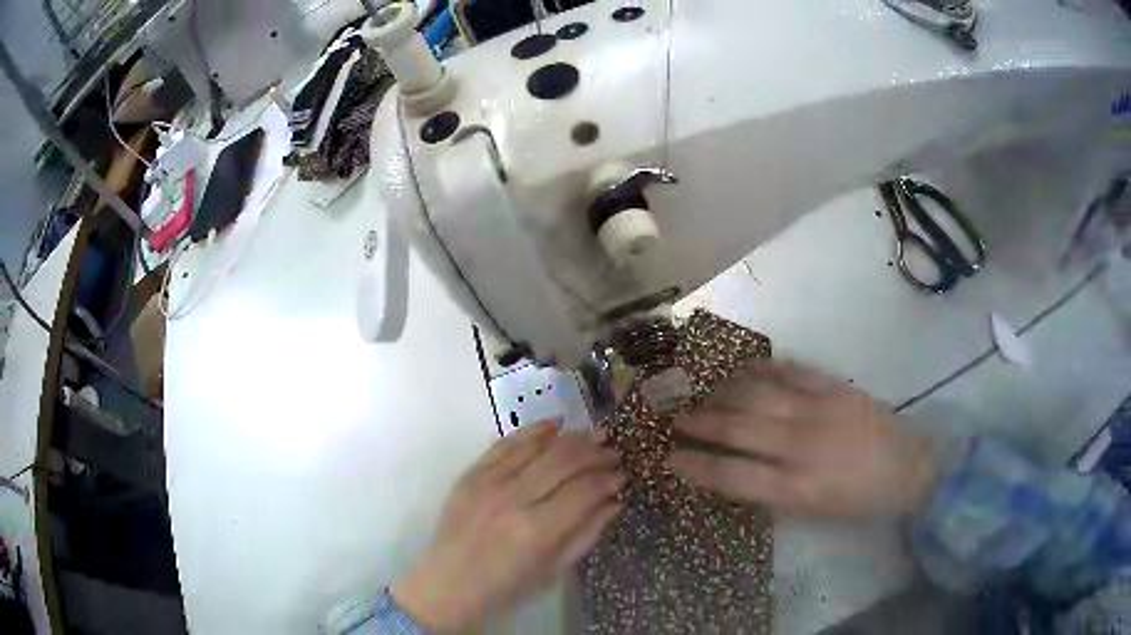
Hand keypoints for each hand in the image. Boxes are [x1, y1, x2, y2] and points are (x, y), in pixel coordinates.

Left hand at [392, 422, 623, 630]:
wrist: (447, 585)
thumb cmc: (505, 588)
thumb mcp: (553, 571)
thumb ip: (587, 534)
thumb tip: (615, 501)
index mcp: (536, 531)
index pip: (584, 490)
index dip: (608, 479)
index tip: (622, 476)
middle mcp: (512, 499)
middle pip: (563, 461)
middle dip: (595, 453)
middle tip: (613, 452)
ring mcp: (487, 483)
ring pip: (536, 446)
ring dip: (570, 437)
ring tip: (593, 435)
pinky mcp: (470, 475)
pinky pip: (504, 444)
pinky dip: (531, 432)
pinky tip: (552, 426)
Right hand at [670, 361, 937, 519]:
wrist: (909, 467)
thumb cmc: (858, 501)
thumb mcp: (812, 513)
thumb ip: (771, 494)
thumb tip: (733, 473)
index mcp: (795, 487)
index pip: (730, 475)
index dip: (695, 465)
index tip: (669, 457)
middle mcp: (800, 446)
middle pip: (737, 427)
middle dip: (699, 422)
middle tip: (674, 417)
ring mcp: (818, 410)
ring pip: (757, 393)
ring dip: (722, 392)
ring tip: (702, 392)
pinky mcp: (833, 386)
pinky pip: (788, 371)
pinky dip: (760, 369)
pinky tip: (741, 369)